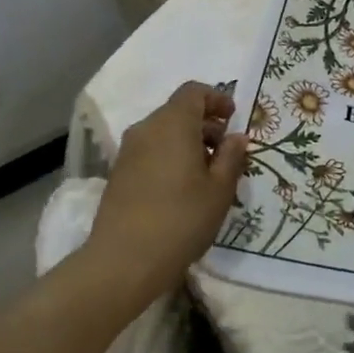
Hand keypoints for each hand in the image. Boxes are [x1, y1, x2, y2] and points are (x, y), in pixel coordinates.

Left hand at [85, 81, 247, 303]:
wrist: (123, 261)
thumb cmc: (181, 219)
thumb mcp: (220, 190)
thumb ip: (231, 157)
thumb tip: (236, 138)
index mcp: (173, 123)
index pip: (194, 91)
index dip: (216, 99)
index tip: (232, 119)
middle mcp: (147, 128)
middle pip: (178, 111)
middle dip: (204, 124)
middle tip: (225, 152)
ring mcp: (128, 151)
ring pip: (163, 132)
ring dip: (187, 142)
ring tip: (206, 174)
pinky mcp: (118, 173)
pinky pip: (150, 151)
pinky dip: (169, 157)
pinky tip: (181, 188)